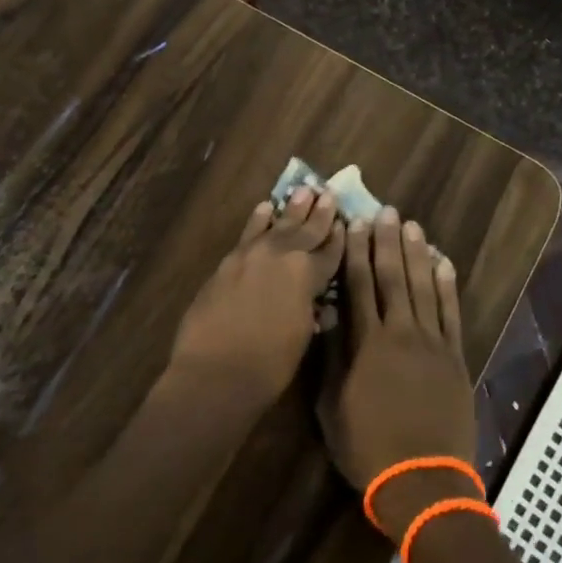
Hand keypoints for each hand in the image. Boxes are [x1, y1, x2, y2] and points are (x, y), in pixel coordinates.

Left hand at [169, 186, 344, 409]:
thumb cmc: (269, 365)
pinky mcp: (229, 261)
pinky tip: (265, 208)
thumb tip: (319, 303)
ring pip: (277, 224)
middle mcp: (283, 255)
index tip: (347, 222)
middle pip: (306, 229)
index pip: (331, 252)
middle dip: (320, 213)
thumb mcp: (302, 337)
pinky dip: (259, 220)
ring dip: (292, 209)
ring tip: (304, 190)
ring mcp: (252, 254)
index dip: (340, 238)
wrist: (214, 372)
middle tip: (329, 193)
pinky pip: (249, 233)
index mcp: (308, 274)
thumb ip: (311, 310)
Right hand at [320, 207, 478, 541]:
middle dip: (387, 242)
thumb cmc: (368, 448)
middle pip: (392, 277)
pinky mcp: (455, 357)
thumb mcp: (332, 407)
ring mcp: (432, 343)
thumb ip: (330, 358)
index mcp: (367, 344)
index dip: (355, 252)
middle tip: (385, 210)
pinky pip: (451, 313)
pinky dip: (447, 285)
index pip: (358, 286)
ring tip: (411, 226)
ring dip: (416, 254)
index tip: (354, 224)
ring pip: (423, 287)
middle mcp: (400, 333)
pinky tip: (444, 262)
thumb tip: (328, 316)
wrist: (423, 481)